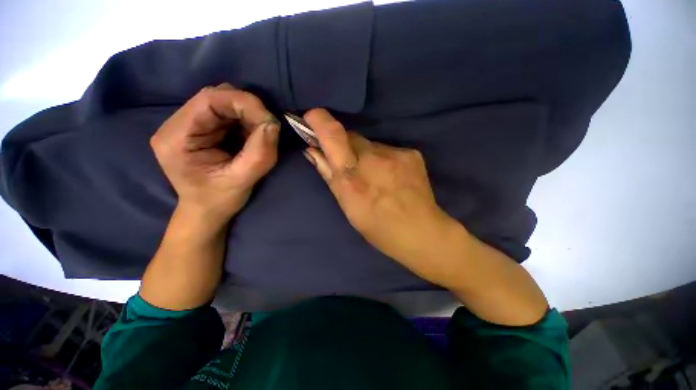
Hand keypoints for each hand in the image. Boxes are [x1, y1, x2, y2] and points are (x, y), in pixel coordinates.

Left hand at [150, 84, 278, 225]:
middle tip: (268, 129)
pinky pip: (228, 114)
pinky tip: (251, 137)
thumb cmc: (219, 200)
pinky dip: (246, 121)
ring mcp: (188, 124)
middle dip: (248, 109)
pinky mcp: (201, 128)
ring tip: (259, 136)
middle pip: (217, 97)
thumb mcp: (242, 180)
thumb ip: (259, 154)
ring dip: (248, 116)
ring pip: (224, 103)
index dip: (244, 103)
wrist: (206, 211)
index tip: (270, 121)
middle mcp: (177, 124)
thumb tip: (273, 125)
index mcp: (177, 137)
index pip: (209, 100)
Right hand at [303, 109, 456, 281]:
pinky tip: (391, 177)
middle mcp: (373, 159)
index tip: (311, 117)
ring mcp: (395, 154)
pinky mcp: (411, 153)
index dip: (320, 121)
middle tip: (350, 166)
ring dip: (366, 156)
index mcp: (353, 178)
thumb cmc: (378, 227)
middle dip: (344, 146)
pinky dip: (383, 159)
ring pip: (370, 145)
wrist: (421, 232)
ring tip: (375, 177)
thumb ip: (329, 175)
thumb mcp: (347, 206)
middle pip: (351, 136)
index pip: (333, 136)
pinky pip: (388, 150)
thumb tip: (312, 151)